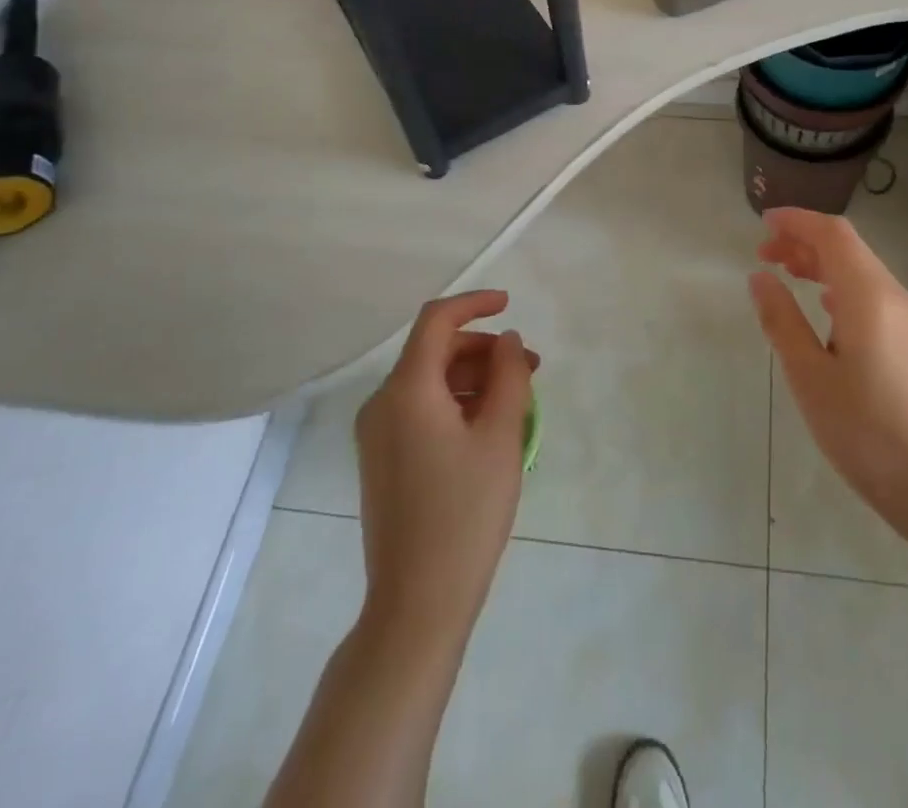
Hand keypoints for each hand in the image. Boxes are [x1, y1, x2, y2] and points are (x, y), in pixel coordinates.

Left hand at [354, 291, 538, 635]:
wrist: (417, 603)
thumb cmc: (466, 513)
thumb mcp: (500, 436)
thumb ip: (508, 375)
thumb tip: (507, 341)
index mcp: (407, 391)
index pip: (436, 321)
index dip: (474, 303)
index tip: (510, 304)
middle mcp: (382, 403)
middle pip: (434, 351)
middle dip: (484, 349)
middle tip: (529, 367)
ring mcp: (377, 434)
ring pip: (429, 381)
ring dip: (473, 377)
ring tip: (517, 399)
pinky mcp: (382, 459)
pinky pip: (421, 409)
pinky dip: (456, 402)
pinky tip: (488, 426)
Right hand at [749, 208, 907, 551]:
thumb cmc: (867, 430)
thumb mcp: (809, 376)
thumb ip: (782, 320)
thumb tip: (760, 277)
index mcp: (869, 295)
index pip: (832, 234)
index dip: (797, 221)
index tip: (763, 223)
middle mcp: (893, 297)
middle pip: (848, 249)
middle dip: (804, 242)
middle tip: (763, 253)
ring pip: (860, 272)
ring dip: (821, 265)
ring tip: (785, 274)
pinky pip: (871, 296)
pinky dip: (839, 288)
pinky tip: (824, 311)